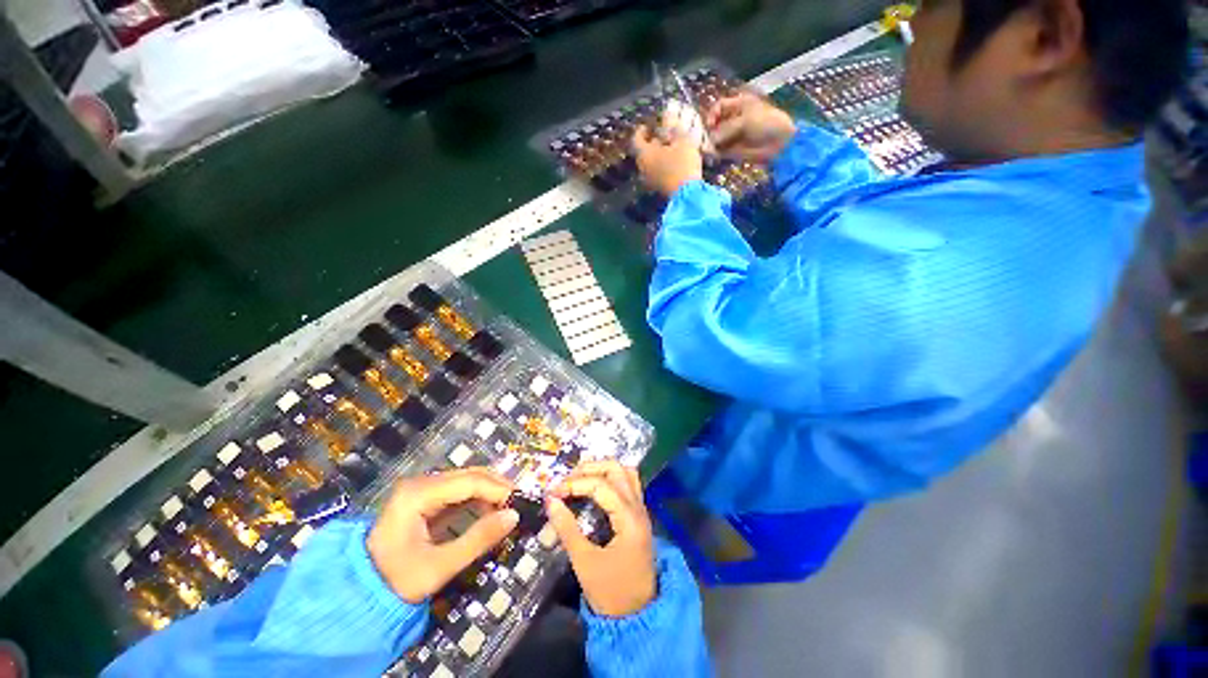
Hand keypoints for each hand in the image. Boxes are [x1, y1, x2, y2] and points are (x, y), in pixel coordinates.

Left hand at [367, 468, 517, 603]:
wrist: (359, 593)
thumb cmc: (396, 582)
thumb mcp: (440, 566)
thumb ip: (478, 539)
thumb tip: (513, 516)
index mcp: (418, 494)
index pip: (469, 481)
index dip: (498, 489)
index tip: (518, 503)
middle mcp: (420, 483)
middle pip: (469, 475)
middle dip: (496, 486)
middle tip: (517, 503)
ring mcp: (421, 489)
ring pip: (465, 480)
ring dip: (488, 491)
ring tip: (506, 507)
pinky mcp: (423, 498)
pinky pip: (457, 490)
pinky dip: (476, 497)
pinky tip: (488, 509)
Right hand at [546, 461, 656, 617]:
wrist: (637, 616)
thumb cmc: (611, 593)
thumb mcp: (585, 563)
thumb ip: (567, 529)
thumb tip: (550, 500)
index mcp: (629, 519)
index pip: (601, 486)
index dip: (574, 484)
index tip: (552, 492)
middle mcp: (638, 507)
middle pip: (616, 469)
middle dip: (589, 469)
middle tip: (565, 480)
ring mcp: (641, 509)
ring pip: (624, 472)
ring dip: (601, 469)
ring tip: (578, 477)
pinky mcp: (638, 514)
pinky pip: (628, 482)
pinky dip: (610, 477)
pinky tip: (594, 485)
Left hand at [632, 125, 703, 196]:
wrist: (687, 195)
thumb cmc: (682, 164)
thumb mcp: (682, 140)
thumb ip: (674, 129)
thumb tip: (669, 117)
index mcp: (643, 154)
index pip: (636, 139)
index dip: (641, 130)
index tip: (648, 126)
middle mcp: (642, 168)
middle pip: (643, 152)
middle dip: (652, 143)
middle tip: (662, 136)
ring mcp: (649, 181)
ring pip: (650, 163)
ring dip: (658, 155)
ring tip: (671, 148)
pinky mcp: (658, 189)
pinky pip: (657, 173)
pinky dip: (662, 166)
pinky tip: (674, 162)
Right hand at [704, 91, 796, 162]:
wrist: (779, 143)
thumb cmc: (766, 123)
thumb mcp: (745, 120)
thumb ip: (725, 129)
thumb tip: (709, 140)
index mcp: (738, 105)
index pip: (719, 107)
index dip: (712, 114)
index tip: (710, 125)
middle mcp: (733, 119)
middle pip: (714, 123)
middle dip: (709, 131)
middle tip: (705, 140)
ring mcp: (732, 135)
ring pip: (715, 138)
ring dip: (710, 144)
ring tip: (707, 149)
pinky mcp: (732, 150)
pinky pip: (719, 151)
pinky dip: (714, 154)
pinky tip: (712, 155)